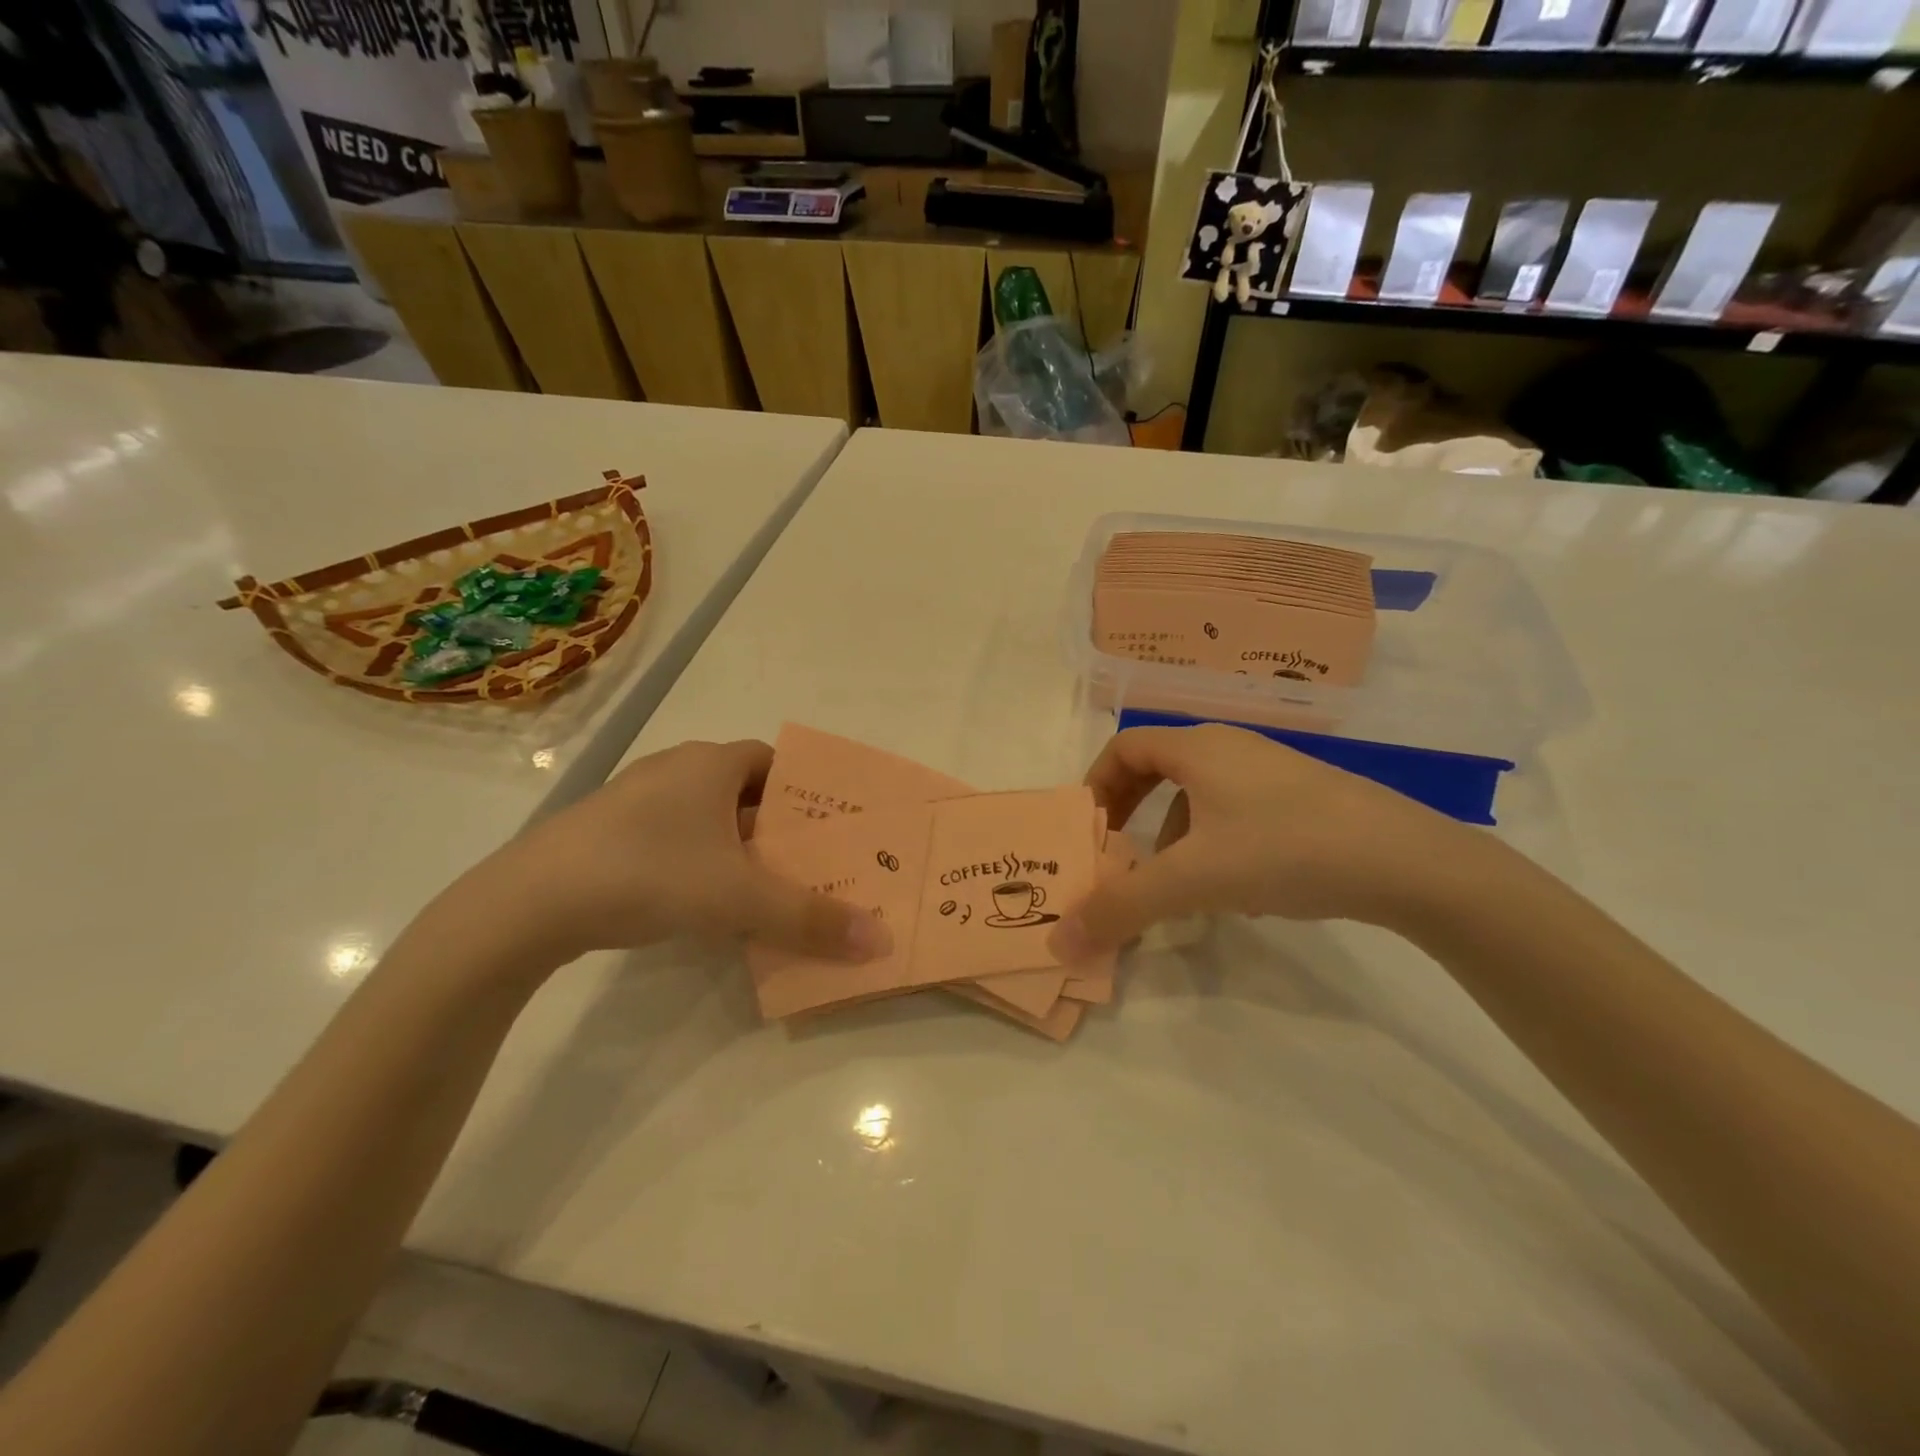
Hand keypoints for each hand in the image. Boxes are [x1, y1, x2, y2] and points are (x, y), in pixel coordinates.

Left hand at [454, 739, 891, 967]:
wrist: (528, 904)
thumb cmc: (650, 874)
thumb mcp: (740, 900)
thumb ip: (811, 919)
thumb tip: (880, 942)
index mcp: (710, 764)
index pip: (773, 762)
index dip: (804, 791)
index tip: (826, 828)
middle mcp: (674, 770)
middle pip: (742, 791)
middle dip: (776, 824)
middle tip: (807, 863)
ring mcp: (634, 799)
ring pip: (705, 816)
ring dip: (735, 845)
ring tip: (764, 887)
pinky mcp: (605, 833)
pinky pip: (671, 837)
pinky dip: (697, 860)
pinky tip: (702, 900)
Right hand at [1050, 724, 1475, 955]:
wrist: (1408, 861)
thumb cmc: (1284, 849)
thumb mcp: (1192, 880)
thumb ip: (1122, 907)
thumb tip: (1059, 941)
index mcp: (1198, 748)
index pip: (1125, 746)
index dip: (1097, 783)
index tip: (1089, 828)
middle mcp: (1232, 748)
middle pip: (1160, 768)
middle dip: (1133, 812)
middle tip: (1121, 854)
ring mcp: (1272, 772)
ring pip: (1201, 795)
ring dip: (1176, 836)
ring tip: (1180, 887)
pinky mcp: (1304, 799)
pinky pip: (1237, 813)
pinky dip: (1217, 844)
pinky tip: (1238, 893)